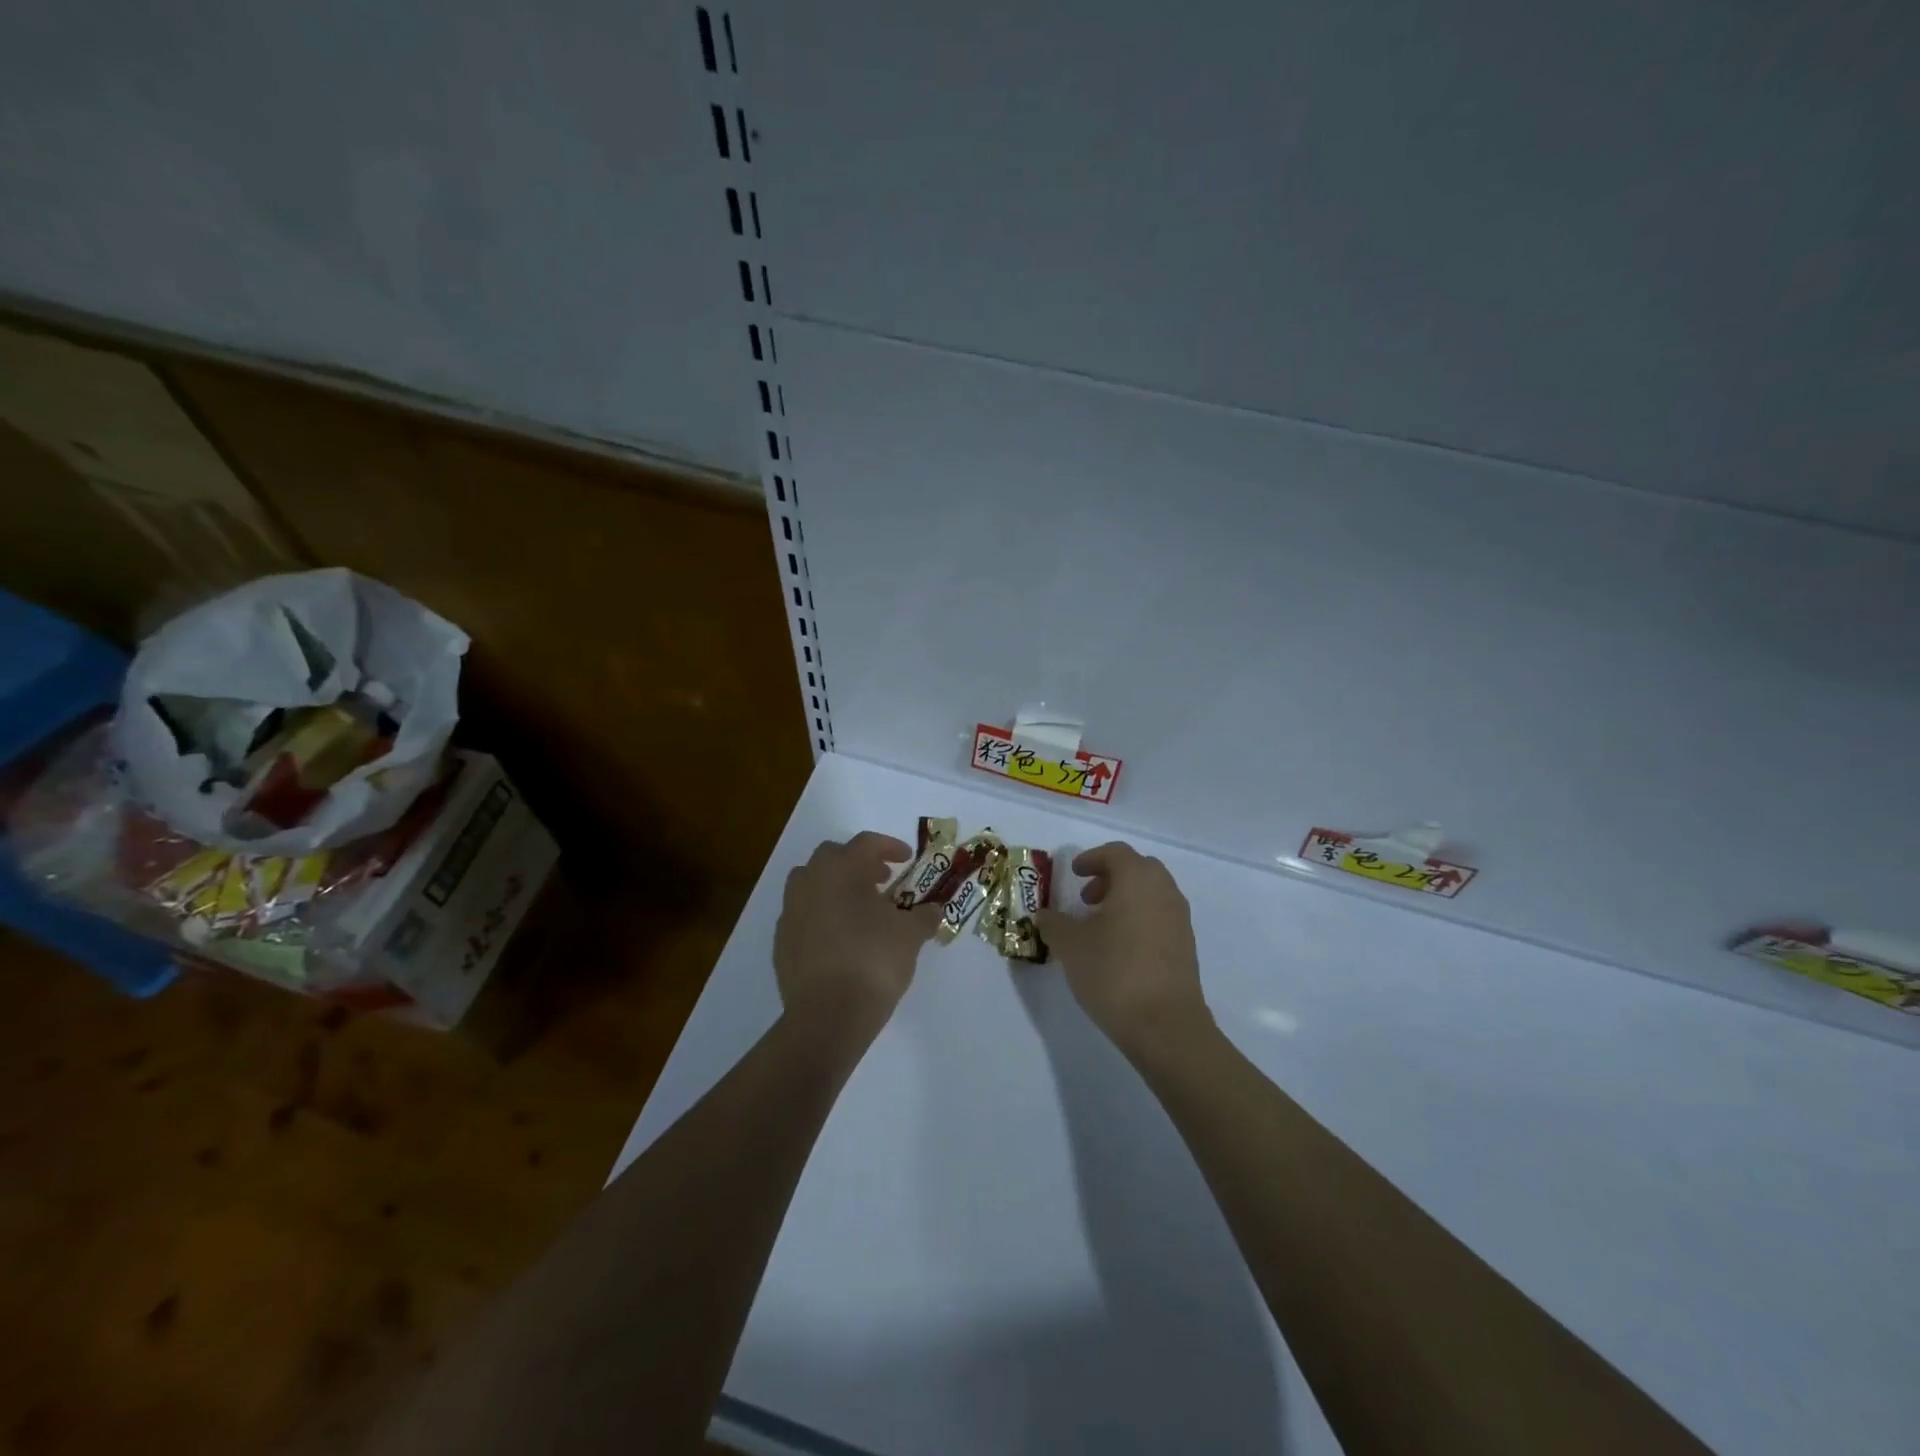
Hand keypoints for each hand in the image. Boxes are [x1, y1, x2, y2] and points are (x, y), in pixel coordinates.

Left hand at [774, 832, 940, 1034]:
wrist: (828, 1015)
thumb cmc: (874, 961)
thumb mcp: (911, 935)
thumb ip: (924, 916)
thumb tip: (933, 910)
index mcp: (841, 869)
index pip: (866, 843)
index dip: (889, 846)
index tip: (906, 859)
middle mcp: (810, 881)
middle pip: (832, 856)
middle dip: (858, 863)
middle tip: (881, 880)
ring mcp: (790, 911)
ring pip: (810, 883)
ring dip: (834, 886)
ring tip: (858, 908)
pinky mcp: (780, 941)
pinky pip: (802, 914)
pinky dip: (820, 915)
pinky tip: (839, 937)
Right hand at [1034, 842, 1212, 1057]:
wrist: (1165, 1025)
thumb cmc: (1113, 971)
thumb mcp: (1070, 945)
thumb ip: (1054, 923)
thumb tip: (1045, 915)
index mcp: (1137, 879)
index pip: (1116, 853)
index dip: (1091, 858)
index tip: (1073, 873)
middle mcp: (1164, 891)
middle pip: (1138, 869)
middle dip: (1110, 877)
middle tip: (1086, 898)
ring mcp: (1180, 919)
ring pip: (1151, 894)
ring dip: (1125, 899)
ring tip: (1099, 926)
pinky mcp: (1186, 946)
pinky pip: (1159, 917)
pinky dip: (1139, 919)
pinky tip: (1119, 948)